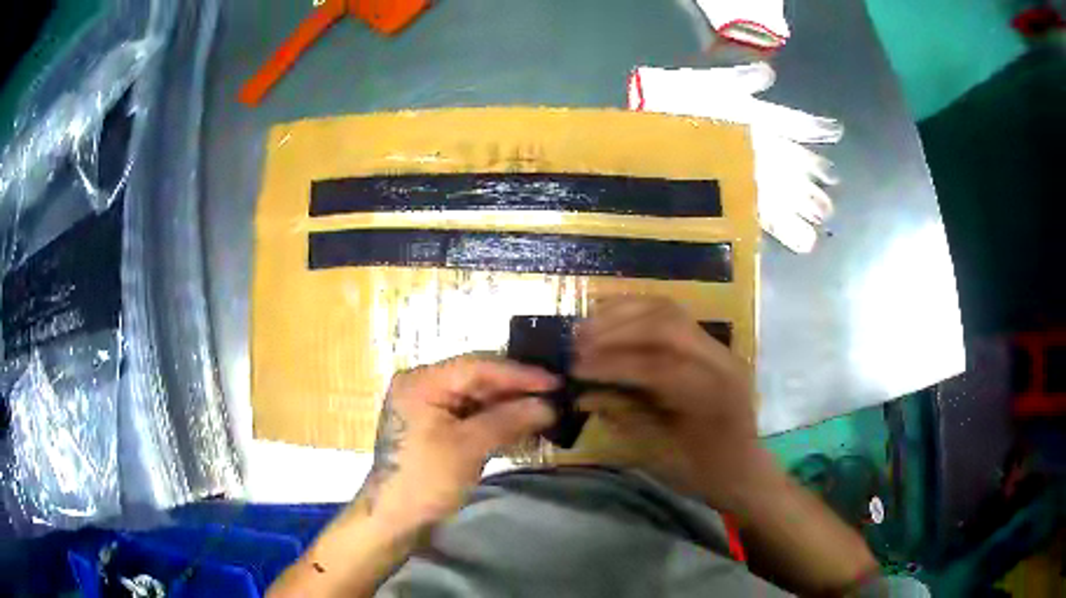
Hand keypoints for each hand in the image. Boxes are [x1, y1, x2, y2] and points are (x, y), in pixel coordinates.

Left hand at [360, 355, 558, 526]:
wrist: (396, 517)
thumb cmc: (426, 478)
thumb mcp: (468, 447)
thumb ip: (508, 420)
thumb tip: (549, 405)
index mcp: (422, 381)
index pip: (477, 367)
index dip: (518, 374)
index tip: (554, 381)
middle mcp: (423, 386)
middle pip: (477, 380)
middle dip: (515, 390)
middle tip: (555, 395)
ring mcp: (429, 407)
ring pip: (477, 399)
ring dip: (509, 407)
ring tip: (546, 411)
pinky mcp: (436, 427)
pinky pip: (471, 416)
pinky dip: (496, 422)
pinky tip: (523, 429)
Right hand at [573, 297, 772, 511]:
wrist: (744, 468)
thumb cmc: (703, 471)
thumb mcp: (661, 455)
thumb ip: (625, 418)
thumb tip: (583, 393)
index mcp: (711, 395)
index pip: (658, 366)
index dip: (612, 364)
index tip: (576, 367)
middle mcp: (719, 361)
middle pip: (665, 325)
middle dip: (616, 330)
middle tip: (578, 341)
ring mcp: (718, 348)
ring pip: (669, 311)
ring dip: (624, 315)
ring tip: (588, 326)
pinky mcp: (711, 344)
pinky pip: (673, 316)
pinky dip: (639, 313)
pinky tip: (613, 319)